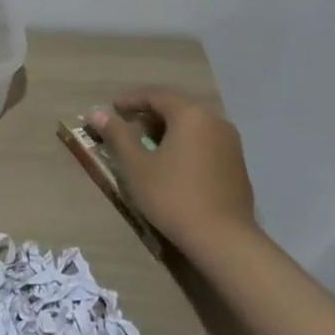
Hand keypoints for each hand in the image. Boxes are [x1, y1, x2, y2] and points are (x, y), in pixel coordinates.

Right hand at [90, 88, 256, 248]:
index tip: (111, 110)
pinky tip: (172, 163)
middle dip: (149, 115)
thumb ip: (117, 134)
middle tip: (126, 128)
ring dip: (167, 129)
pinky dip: (184, 143)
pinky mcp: (237, 162)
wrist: (224, 239)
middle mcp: (215, 120)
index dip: (130, 100)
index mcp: (191, 114)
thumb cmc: (173, 196)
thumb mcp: (136, 165)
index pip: (156, 95)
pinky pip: (205, 140)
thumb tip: (97, 112)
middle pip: (176, 107)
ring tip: (146, 147)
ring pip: (192, 124)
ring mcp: (230, 142)